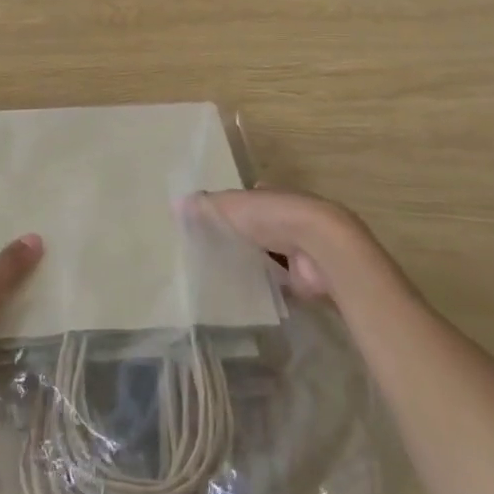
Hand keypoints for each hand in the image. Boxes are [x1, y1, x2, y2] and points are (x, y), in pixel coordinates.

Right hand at [197, 188, 375, 300]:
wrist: (318, 246)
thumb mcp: (232, 206)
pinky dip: (266, 288)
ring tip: (222, 280)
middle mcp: (287, 218)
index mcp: (272, 195)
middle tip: (213, 255)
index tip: (213, 223)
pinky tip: (246, 298)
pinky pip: (279, 284)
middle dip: (243, 240)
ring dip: (255, 265)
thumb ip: (205, 206)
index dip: (234, 209)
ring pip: (269, 257)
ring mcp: (298, 249)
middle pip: (260, 230)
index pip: (250, 200)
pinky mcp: (304, 278)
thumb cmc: (273, 216)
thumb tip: (174, 202)